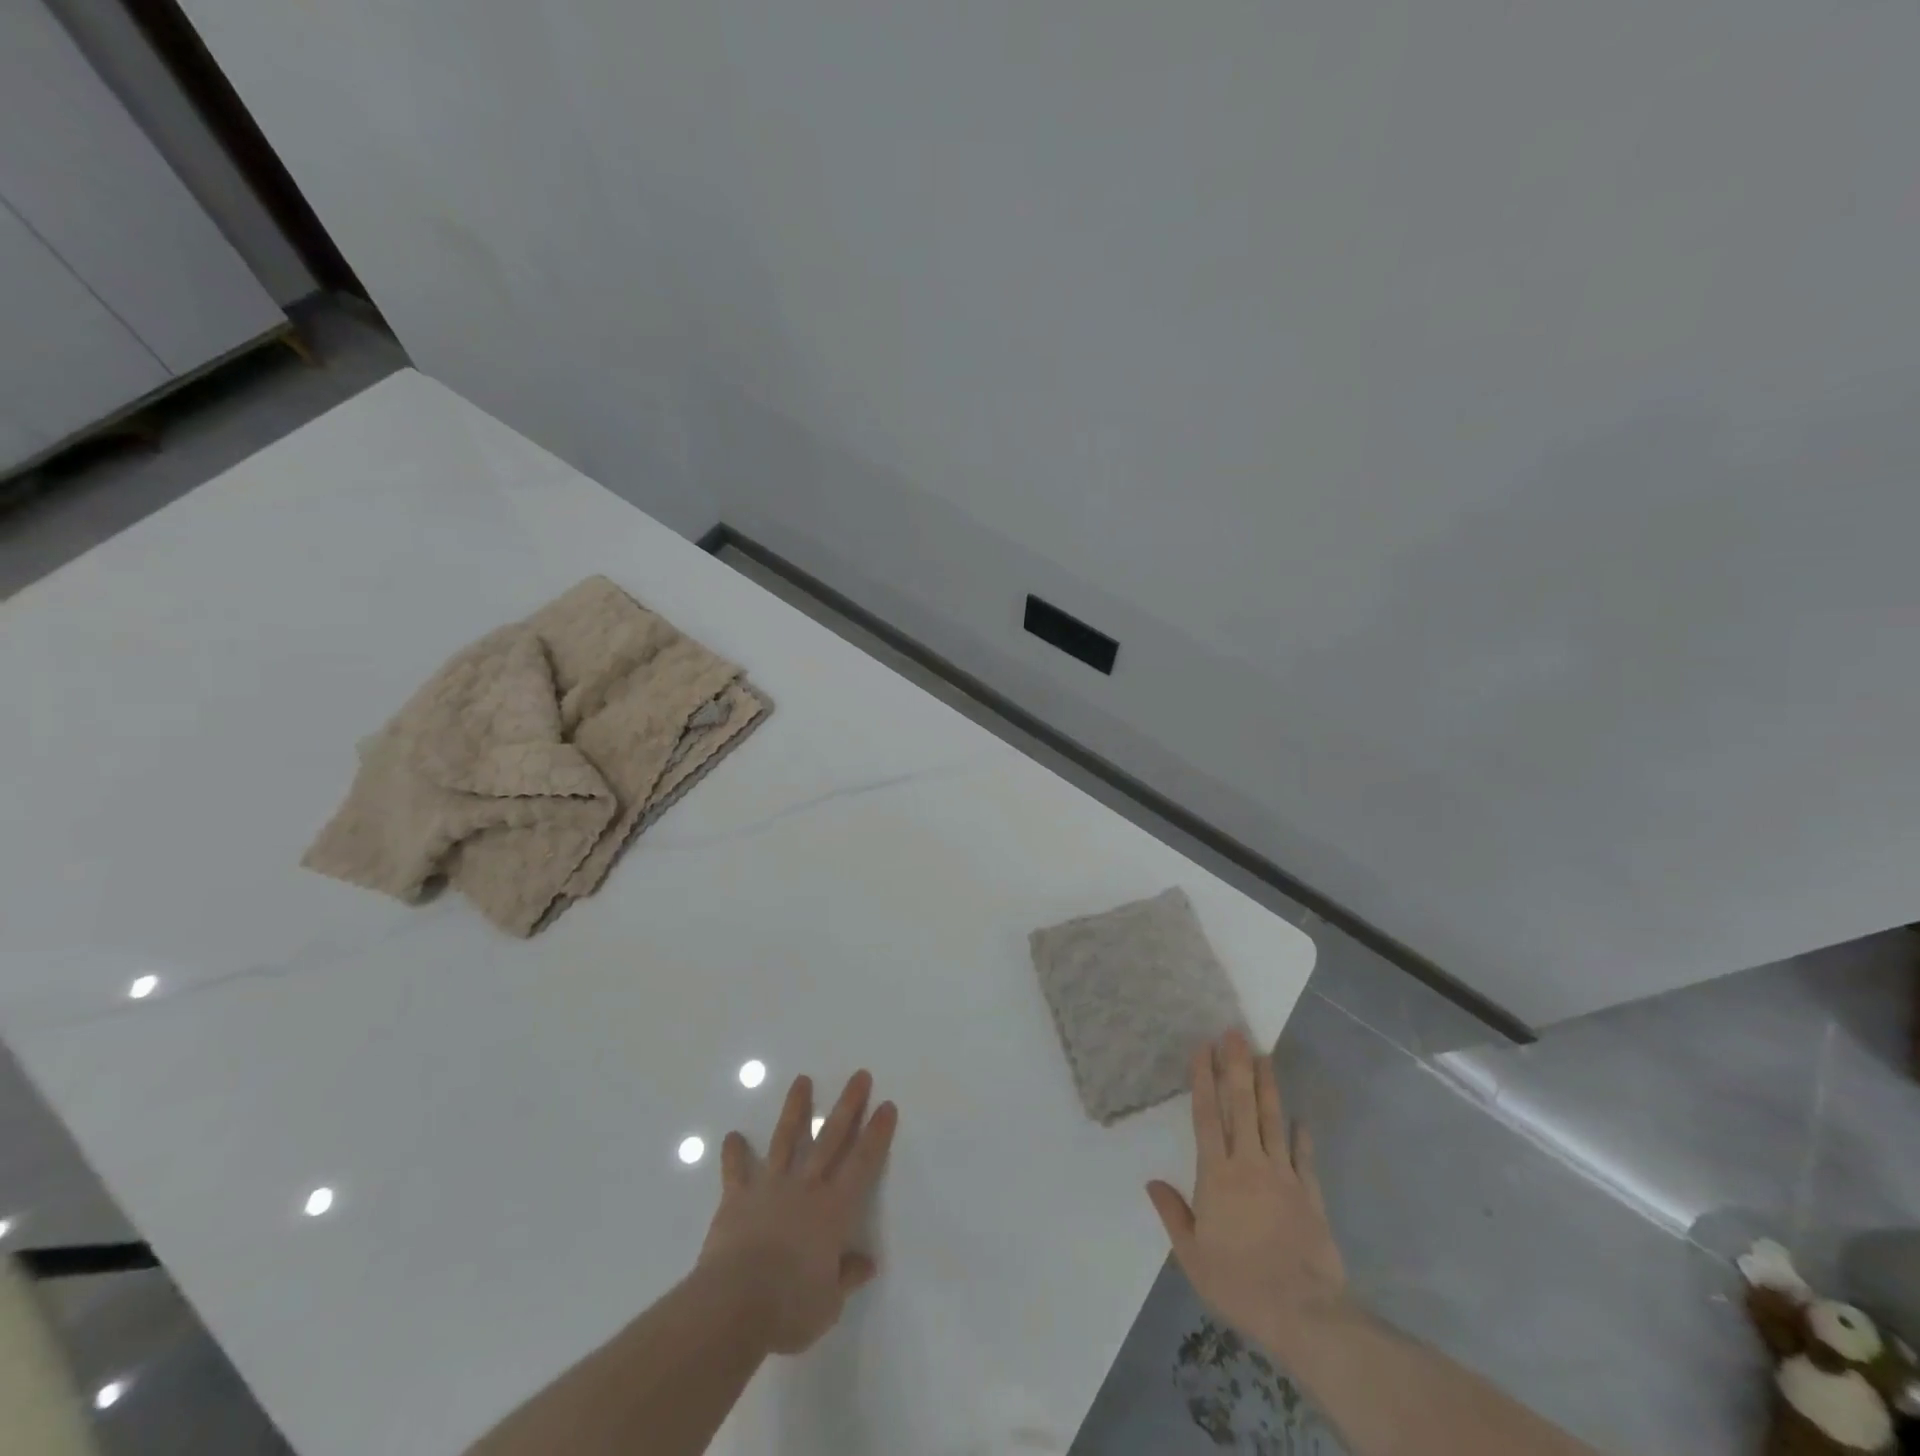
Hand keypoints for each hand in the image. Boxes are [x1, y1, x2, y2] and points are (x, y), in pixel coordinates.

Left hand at [700, 1069, 897, 1355]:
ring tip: (802, 1080)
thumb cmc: (789, 1307)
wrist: (734, 1304)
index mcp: (834, 1210)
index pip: (863, 1163)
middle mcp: (806, 1187)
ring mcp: (770, 1187)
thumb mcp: (828, 1304)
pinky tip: (732, 1136)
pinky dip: (734, 1153)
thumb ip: (845, 1278)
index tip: (886, 1106)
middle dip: (848, 1105)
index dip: (877, 1134)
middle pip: (831, 1138)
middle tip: (860, 1075)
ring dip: (796, 1109)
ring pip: (786, 1139)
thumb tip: (866, 1263)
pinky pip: (736, 1171)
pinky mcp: (737, 1198)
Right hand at [1147, 1030, 1348, 1358]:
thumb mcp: (1192, 1256)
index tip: (1203, 1048)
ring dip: (1267, 1087)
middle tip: (1235, 1033)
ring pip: (1272, 1121)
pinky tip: (1300, 1119)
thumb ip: (1173, 1214)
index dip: (1204, 1079)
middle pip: (1241, 1106)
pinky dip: (1301, 1137)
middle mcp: (1250, 1165)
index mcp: (1217, 1176)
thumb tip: (1151, 1181)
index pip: (1206, 1116)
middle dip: (1237, 1067)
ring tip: (1264, 1056)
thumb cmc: (1239, 1283)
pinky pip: (1304, 1158)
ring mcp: (1283, 1177)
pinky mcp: (1310, 1195)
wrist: (1304, 1315)